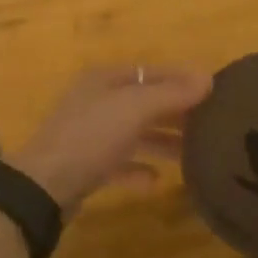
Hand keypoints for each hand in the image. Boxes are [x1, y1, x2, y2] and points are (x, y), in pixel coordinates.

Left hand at [9, 65, 211, 215]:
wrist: (43, 186)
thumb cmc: (91, 137)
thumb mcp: (134, 109)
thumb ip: (171, 94)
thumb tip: (207, 77)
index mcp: (105, 79)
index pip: (151, 72)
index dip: (181, 78)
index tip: (214, 90)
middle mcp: (97, 101)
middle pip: (144, 102)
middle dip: (176, 112)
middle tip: (212, 124)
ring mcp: (90, 134)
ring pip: (135, 133)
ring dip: (162, 141)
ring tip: (194, 154)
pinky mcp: (87, 166)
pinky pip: (120, 163)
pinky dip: (139, 170)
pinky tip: (157, 182)